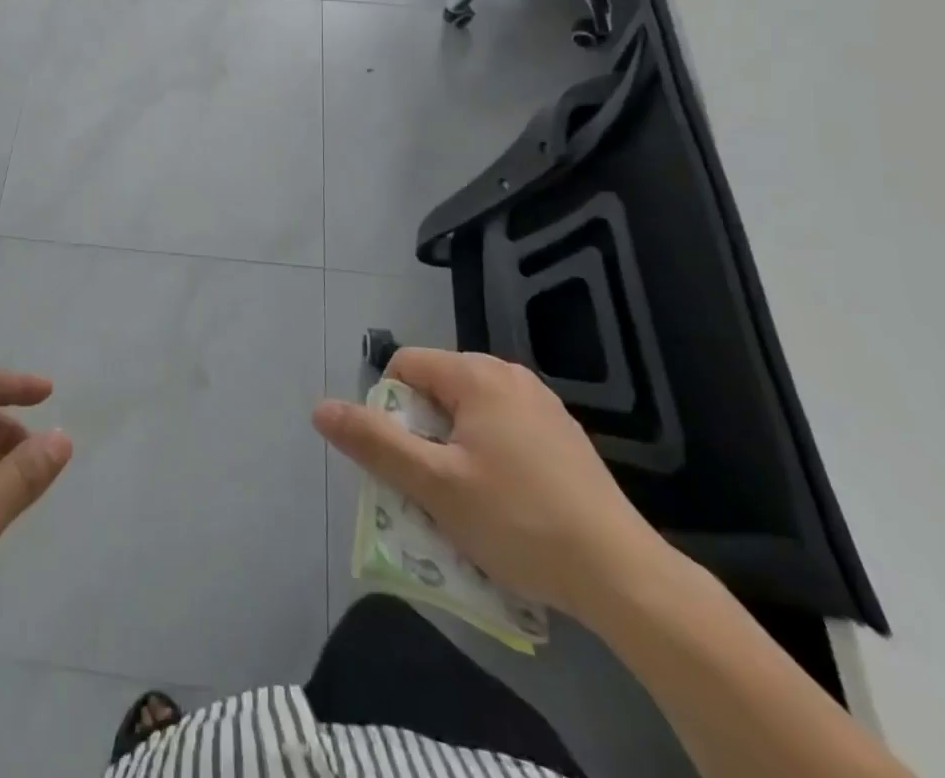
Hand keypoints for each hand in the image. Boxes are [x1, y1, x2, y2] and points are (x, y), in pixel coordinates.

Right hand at [314, 348, 669, 625]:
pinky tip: (507, 506)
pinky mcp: (564, 438)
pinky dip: (489, 458)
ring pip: (470, 414)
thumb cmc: (518, 521)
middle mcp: (509, 376)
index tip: (405, 461)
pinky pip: (504, 432)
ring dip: (453, 449)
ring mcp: (542, 406)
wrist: (623, 576)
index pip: (405, 367)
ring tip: (467, 502)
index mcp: (476, 375)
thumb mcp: (434, 485)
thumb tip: (320, 408)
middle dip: (422, 434)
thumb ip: (374, 442)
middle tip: (432, 487)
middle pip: (437, 390)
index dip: (390, 410)